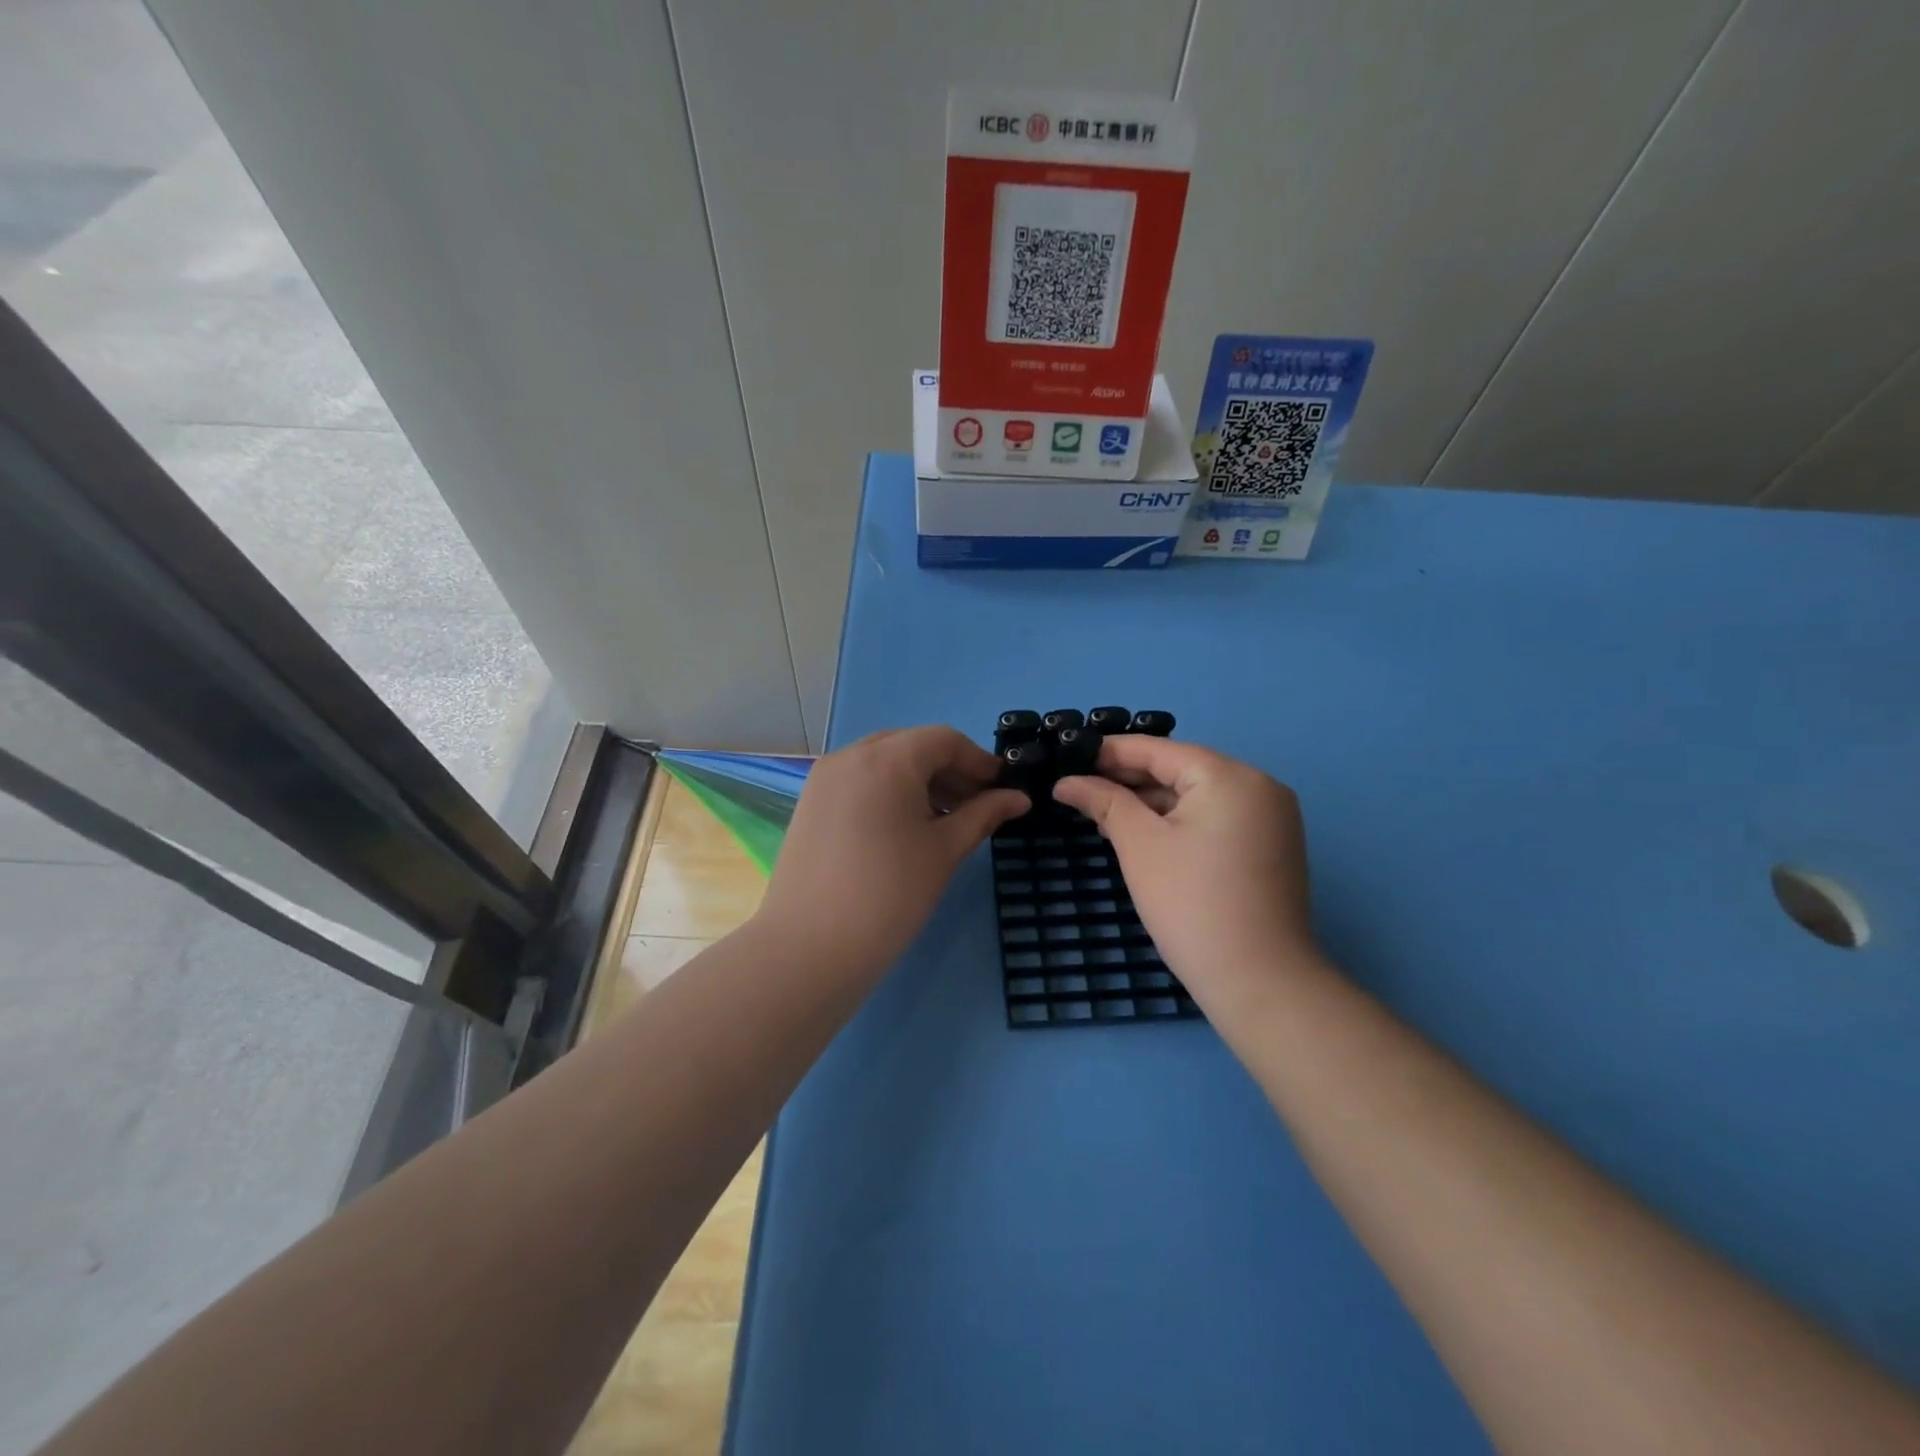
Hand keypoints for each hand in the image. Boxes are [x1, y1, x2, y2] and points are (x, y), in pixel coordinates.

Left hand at [753, 726, 1029, 976]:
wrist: (809, 948)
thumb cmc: (890, 894)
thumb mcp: (944, 850)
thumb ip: (983, 815)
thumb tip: (1019, 799)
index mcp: (887, 758)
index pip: (944, 740)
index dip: (979, 761)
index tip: (1003, 790)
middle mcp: (851, 755)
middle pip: (912, 746)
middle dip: (949, 770)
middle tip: (977, 806)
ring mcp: (824, 778)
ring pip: (883, 763)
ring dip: (920, 781)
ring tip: (945, 821)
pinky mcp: (810, 803)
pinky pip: (859, 781)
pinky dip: (889, 792)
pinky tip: (906, 828)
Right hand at [1052, 737, 1317, 1013]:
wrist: (1260, 982)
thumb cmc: (1191, 904)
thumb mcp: (1139, 846)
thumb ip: (1105, 802)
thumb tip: (1067, 782)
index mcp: (1229, 776)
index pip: (1159, 750)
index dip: (1111, 752)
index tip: (1070, 756)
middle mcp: (1258, 785)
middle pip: (1181, 769)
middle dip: (1130, 779)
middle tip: (1080, 788)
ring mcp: (1271, 817)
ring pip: (1198, 795)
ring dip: (1152, 802)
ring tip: (1103, 812)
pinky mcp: (1271, 845)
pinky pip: (1216, 817)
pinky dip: (1180, 821)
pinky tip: (1144, 833)